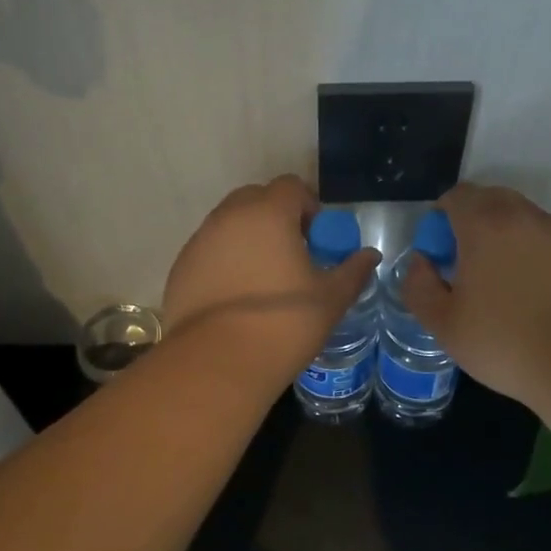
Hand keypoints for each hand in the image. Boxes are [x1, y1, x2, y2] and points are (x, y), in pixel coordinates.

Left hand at [162, 175, 380, 384]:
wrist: (219, 363)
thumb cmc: (284, 324)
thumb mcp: (331, 299)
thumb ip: (353, 271)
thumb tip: (370, 256)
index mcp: (268, 214)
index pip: (291, 187)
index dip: (308, 207)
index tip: (317, 239)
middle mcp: (228, 217)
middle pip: (255, 199)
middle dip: (276, 217)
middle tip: (292, 254)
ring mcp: (199, 241)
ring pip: (228, 225)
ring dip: (248, 239)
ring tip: (263, 279)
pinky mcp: (180, 268)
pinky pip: (209, 251)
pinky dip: (224, 262)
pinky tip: (236, 297)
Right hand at [400, 183, 550, 407]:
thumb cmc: (505, 342)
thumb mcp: (444, 324)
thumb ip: (419, 286)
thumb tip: (420, 263)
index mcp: (485, 225)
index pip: (457, 196)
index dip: (441, 218)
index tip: (439, 253)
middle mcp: (524, 217)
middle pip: (490, 199)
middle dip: (472, 221)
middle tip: (466, 264)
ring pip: (522, 218)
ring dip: (504, 237)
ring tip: (501, 282)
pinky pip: (547, 240)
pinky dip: (532, 253)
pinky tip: (533, 293)